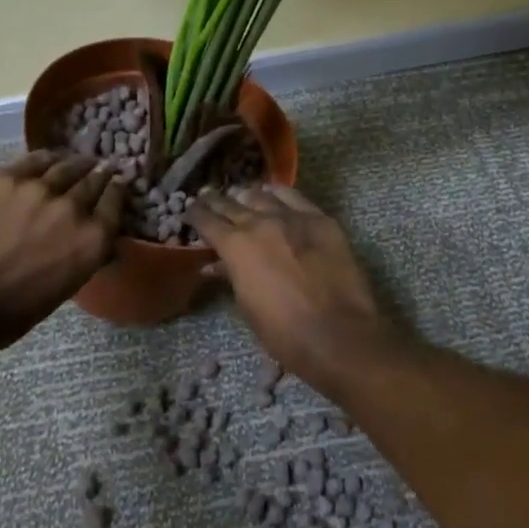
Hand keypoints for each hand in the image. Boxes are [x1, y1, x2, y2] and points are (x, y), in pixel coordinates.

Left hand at [0, 153, 125, 344]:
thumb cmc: (7, 314)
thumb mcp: (62, 290)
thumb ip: (83, 258)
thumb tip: (96, 243)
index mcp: (92, 242)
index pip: (116, 204)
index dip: (117, 191)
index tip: (118, 184)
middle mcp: (73, 209)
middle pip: (94, 181)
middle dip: (100, 175)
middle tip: (101, 169)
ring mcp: (38, 189)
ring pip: (66, 166)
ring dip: (76, 164)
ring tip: (77, 161)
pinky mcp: (5, 178)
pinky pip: (34, 160)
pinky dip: (46, 158)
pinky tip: (48, 158)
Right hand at [185, 185, 397, 392]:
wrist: (338, 334)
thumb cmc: (284, 332)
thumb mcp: (248, 305)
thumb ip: (230, 276)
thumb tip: (214, 264)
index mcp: (236, 246)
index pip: (207, 221)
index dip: (196, 214)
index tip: (190, 210)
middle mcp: (261, 222)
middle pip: (232, 204)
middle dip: (217, 201)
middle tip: (207, 197)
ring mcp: (293, 217)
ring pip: (262, 196)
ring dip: (247, 196)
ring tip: (240, 195)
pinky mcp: (321, 219)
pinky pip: (294, 197)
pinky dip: (278, 194)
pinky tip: (273, 194)